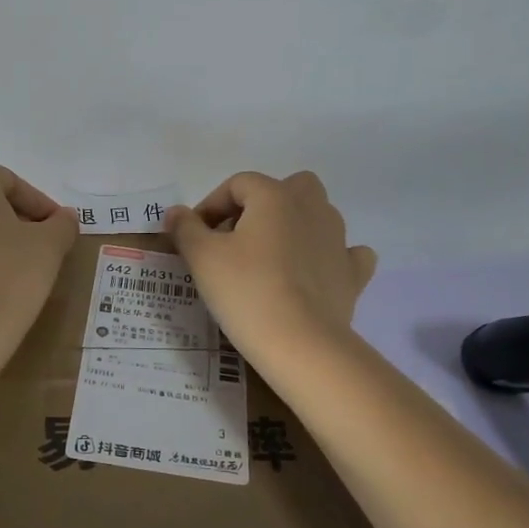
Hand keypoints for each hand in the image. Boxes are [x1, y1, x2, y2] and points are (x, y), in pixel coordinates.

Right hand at [165, 171, 376, 361]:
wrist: (300, 343)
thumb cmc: (246, 291)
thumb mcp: (202, 258)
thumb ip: (185, 228)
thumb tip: (176, 212)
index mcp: (275, 196)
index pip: (238, 184)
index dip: (212, 205)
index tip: (196, 236)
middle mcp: (311, 207)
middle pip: (287, 188)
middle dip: (261, 205)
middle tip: (236, 238)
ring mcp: (338, 239)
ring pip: (316, 215)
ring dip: (293, 227)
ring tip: (267, 259)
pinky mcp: (352, 273)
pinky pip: (344, 252)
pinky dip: (327, 256)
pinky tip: (312, 272)